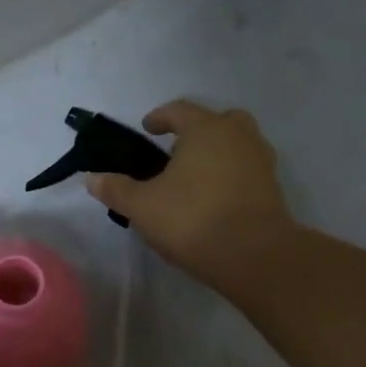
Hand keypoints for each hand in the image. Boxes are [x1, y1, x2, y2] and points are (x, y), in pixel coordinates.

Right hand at [85, 100, 297, 297]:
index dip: (160, 117)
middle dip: (197, 130)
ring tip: (194, 175)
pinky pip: (247, 169)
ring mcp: (261, 161)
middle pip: (218, 120)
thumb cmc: (193, 219)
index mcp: (206, 129)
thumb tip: (91, 179)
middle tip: (176, 149)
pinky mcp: (273, 189)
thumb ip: (116, 189)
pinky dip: (231, 174)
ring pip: (238, 143)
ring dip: (218, 151)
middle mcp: (238, 136)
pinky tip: (214, 197)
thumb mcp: (142, 206)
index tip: (147, 128)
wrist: (255, 256)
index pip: (179, 110)